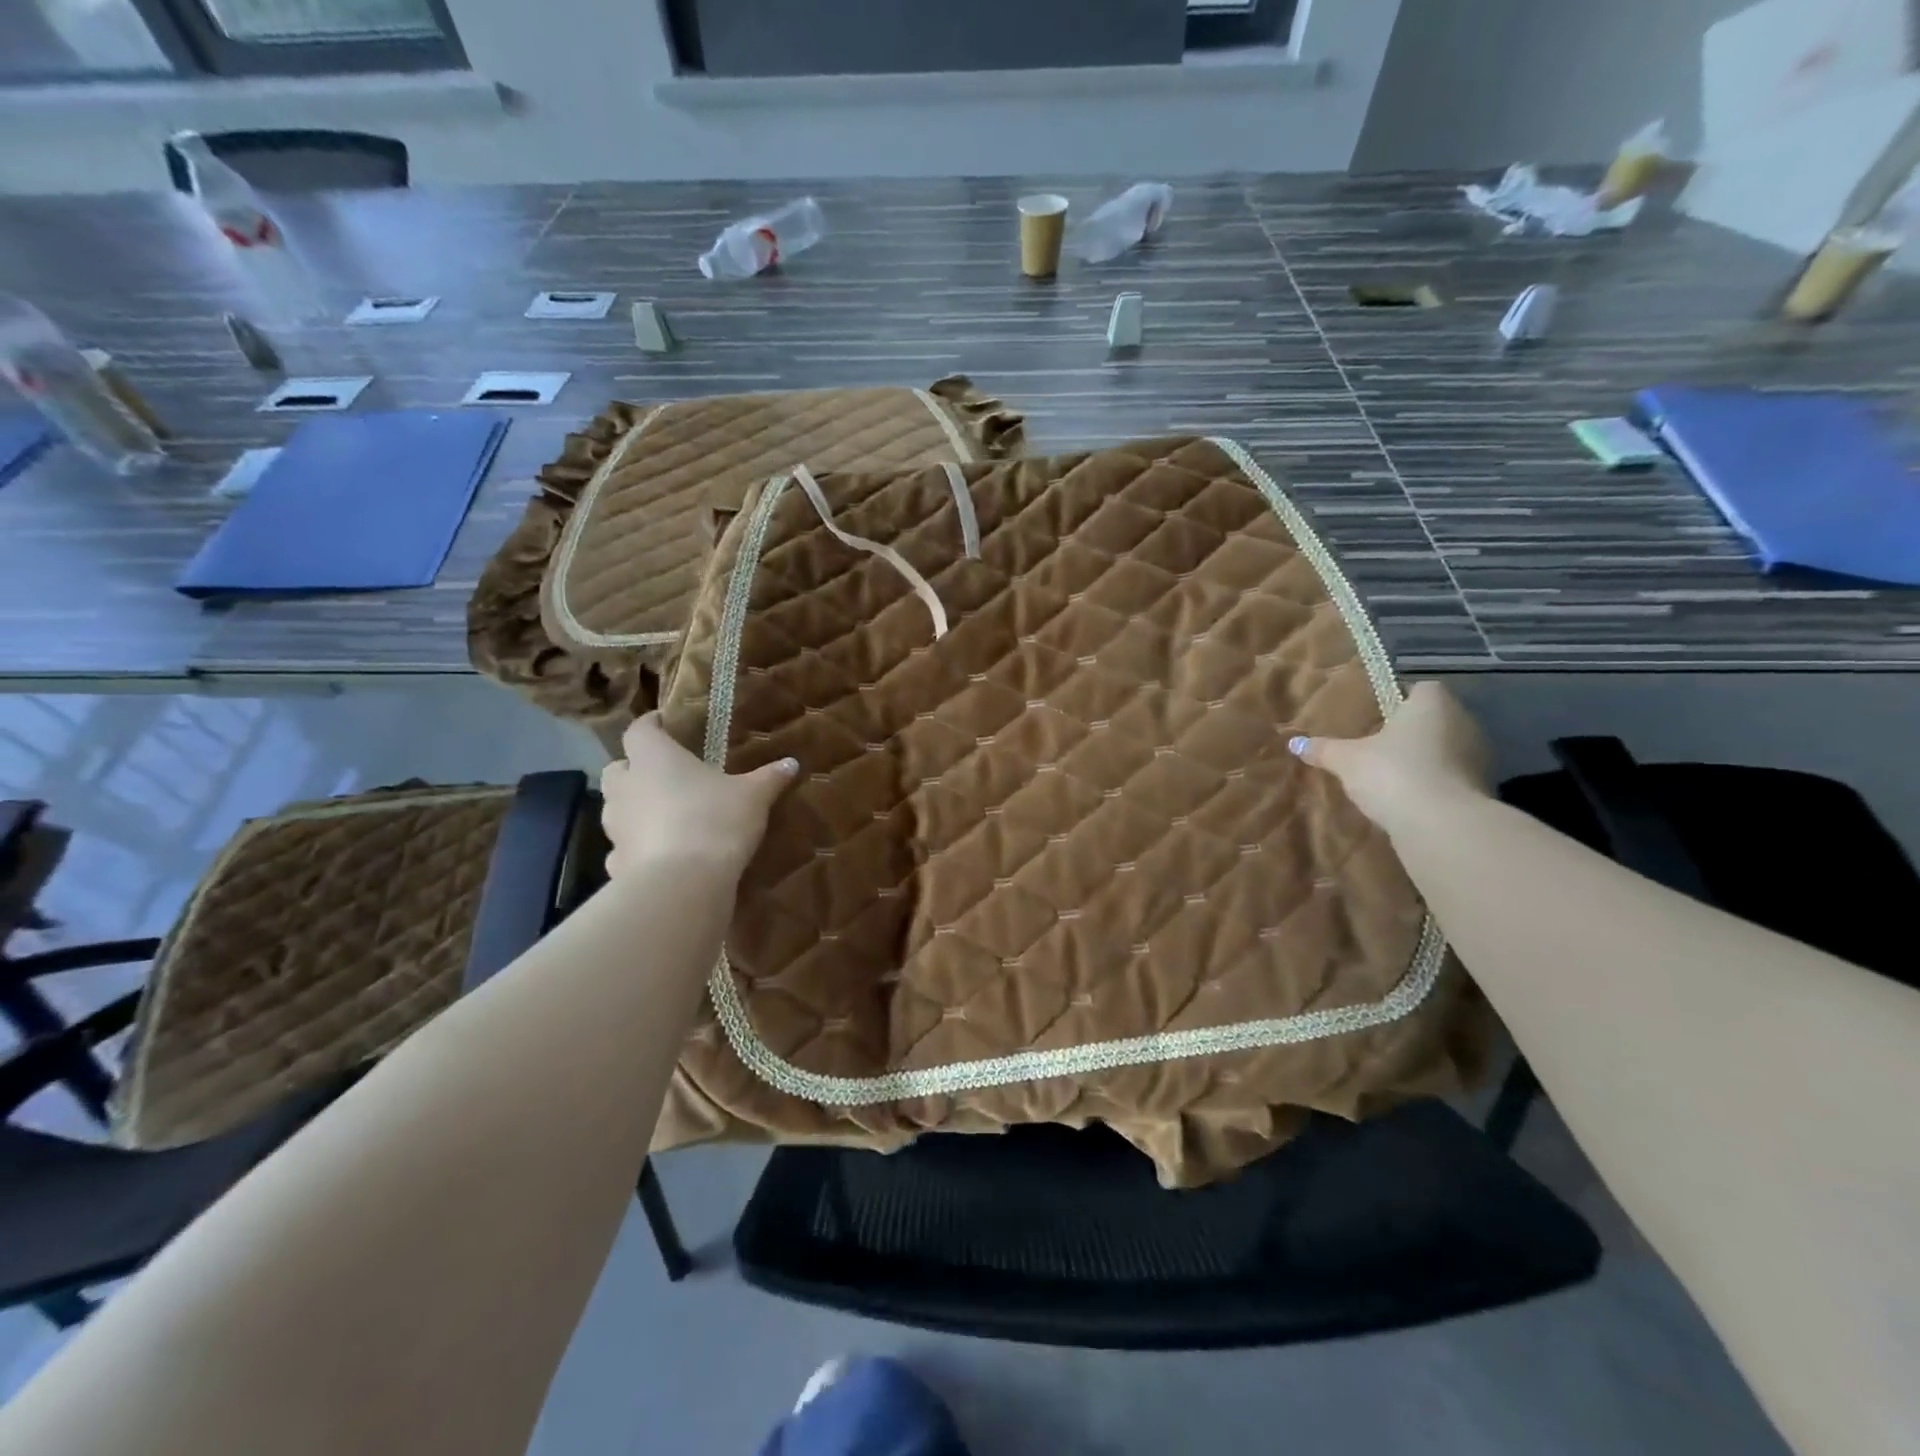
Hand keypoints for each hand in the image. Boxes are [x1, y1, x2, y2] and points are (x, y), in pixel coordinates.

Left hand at [598, 714, 798, 878]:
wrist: (683, 883)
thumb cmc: (716, 821)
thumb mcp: (754, 796)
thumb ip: (770, 777)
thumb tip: (792, 762)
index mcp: (654, 758)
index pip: (639, 729)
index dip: (650, 725)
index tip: (663, 723)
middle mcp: (627, 787)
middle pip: (617, 768)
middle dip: (634, 769)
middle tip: (662, 773)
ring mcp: (615, 827)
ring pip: (616, 808)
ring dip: (635, 808)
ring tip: (665, 816)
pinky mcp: (616, 862)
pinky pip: (623, 849)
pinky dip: (637, 848)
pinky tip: (660, 856)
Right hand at [1289, 681, 1492, 831]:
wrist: (1441, 824)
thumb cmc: (1393, 773)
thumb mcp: (1347, 760)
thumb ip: (1324, 749)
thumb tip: (1294, 743)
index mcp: (1433, 703)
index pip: (1421, 689)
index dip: (1399, 699)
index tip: (1376, 715)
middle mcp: (1464, 721)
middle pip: (1434, 718)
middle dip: (1410, 730)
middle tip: (1377, 745)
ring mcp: (1479, 756)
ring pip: (1446, 748)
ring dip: (1425, 758)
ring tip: (1391, 774)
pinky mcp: (1483, 788)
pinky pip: (1453, 776)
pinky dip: (1436, 783)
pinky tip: (1410, 798)